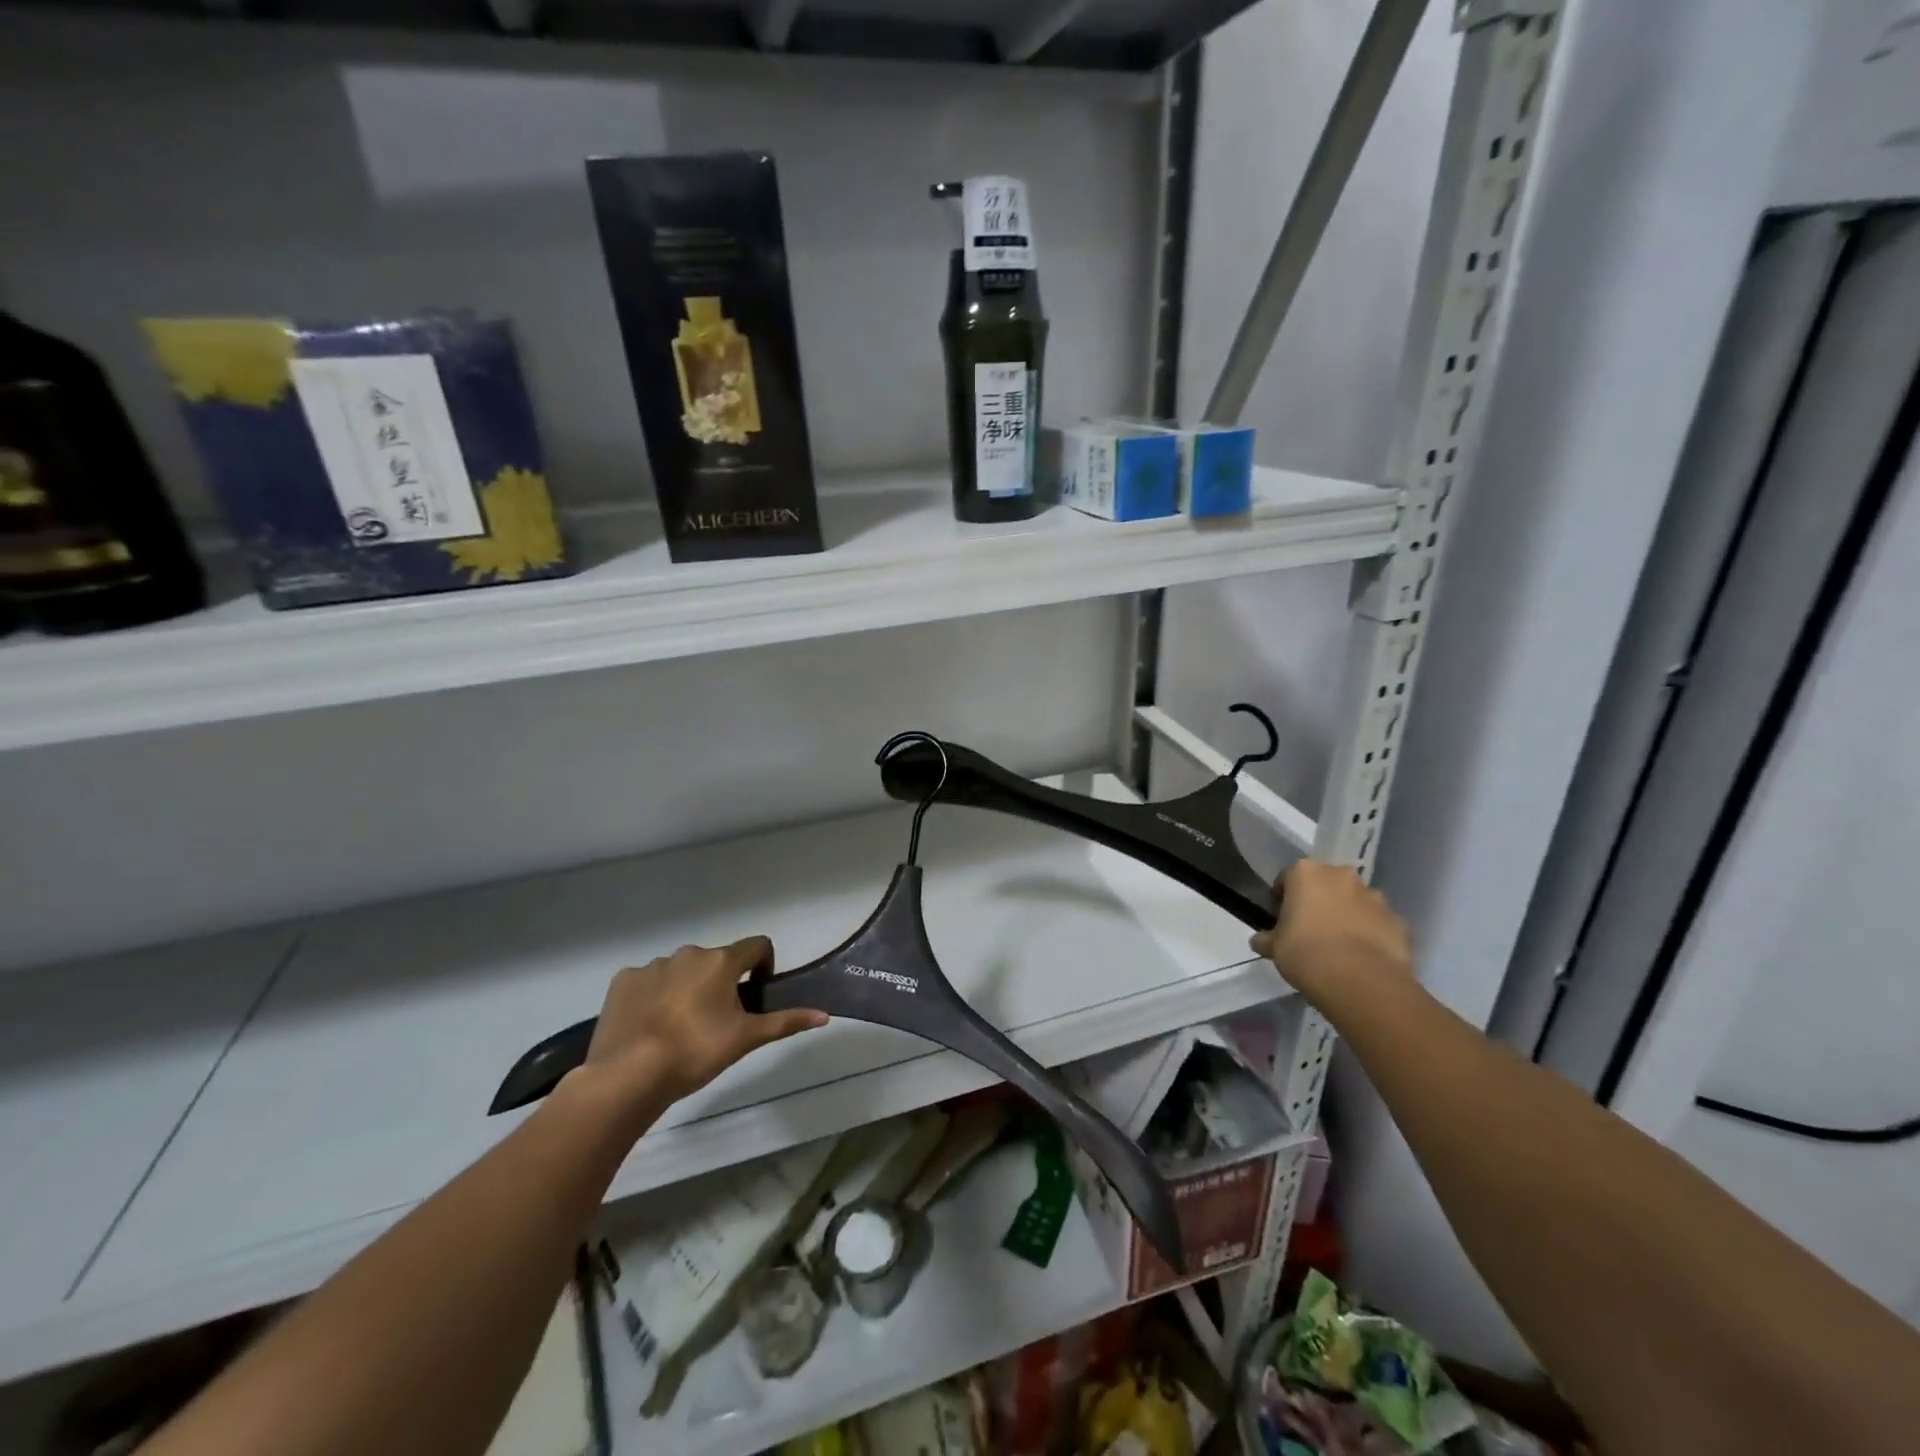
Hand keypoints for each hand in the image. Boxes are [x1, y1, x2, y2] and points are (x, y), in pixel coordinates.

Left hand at [576, 938, 827, 1115]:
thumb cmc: (696, 1052)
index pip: (757, 945)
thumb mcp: (746, 1039)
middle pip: (716, 960)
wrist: (629, 1075)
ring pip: (680, 970)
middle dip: (721, 982)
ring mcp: (652, 965)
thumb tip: (824, 1015)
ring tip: (679, 1028)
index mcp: (721, 961)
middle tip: (717, 1020)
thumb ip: (785, 1021)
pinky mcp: (623, 981)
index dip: (763, 966)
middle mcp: (688, 953)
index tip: (755, 994)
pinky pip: (646, 982)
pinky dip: (653, 996)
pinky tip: (648, 1026)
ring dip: (686, 988)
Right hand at [1251, 861, 1412, 1011]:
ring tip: (1340, 947)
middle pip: (1325, 884)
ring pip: (1355, 902)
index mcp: (1306, 873)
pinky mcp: (1398, 921)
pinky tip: (1362, 958)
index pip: (1287, 878)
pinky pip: (1378, 923)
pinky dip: (1371, 934)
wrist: (1360, 982)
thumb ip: (1266, 938)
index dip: (1282, 899)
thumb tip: (1261, 940)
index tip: (1281, 920)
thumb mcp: (1274, 947)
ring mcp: (1375, 897)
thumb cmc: (1305, 953)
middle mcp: (1341, 876)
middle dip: (1318, 901)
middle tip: (1310, 931)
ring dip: (1347, 915)